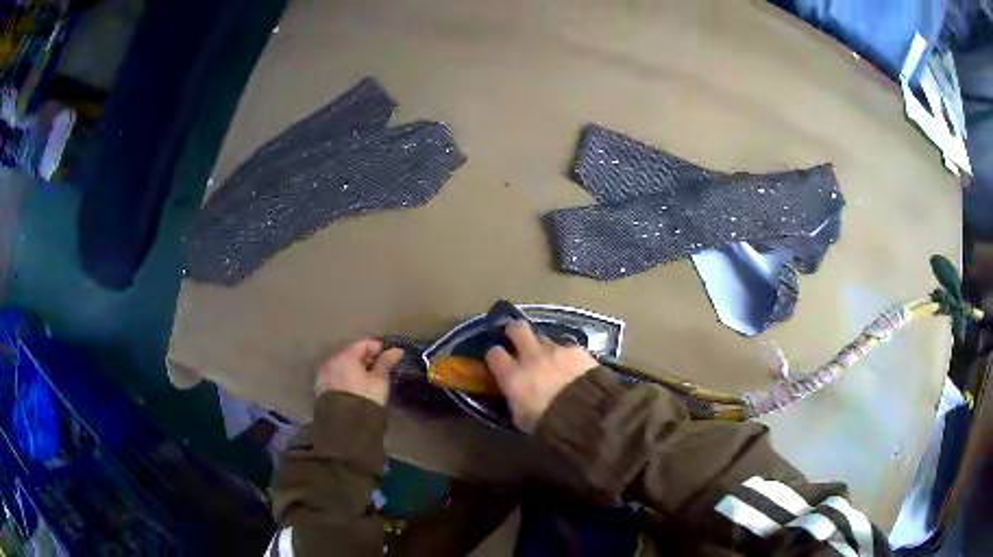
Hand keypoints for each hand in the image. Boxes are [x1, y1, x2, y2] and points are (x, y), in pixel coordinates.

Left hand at [315, 339, 403, 405]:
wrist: (345, 426)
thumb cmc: (365, 398)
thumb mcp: (379, 380)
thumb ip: (386, 362)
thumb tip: (397, 350)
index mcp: (344, 356)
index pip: (362, 344)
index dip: (377, 348)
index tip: (388, 356)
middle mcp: (330, 360)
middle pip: (350, 352)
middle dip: (364, 358)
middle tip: (379, 367)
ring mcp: (323, 374)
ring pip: (341, 364)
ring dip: (354, 367)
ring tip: (367, 378)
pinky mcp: (320, 387)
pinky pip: (335, 375)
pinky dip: (345, 376)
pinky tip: (355, 385)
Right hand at [485, 320, 598, 432]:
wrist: (586, 414)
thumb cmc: (548, 423)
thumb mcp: (522, 418)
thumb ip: (515, 400)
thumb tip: (515, 395)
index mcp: (512, 375)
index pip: (494, 353)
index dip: (495, 356)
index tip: (499, 362)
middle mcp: (531, 356)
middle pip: (516, 328)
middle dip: (515, 332)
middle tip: (518, 342)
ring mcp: (555, 350)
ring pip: (544, 338)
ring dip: (545, 349)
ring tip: (552, 363)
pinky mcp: (577, 350)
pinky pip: (567, 348)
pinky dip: (567, 356)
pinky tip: (574, 368)